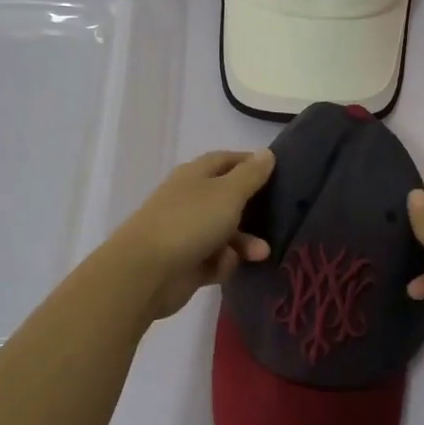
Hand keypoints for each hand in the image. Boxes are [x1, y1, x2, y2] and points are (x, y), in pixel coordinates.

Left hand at [105, 148, 275, 322]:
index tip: (277, 172)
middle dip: (253, 211)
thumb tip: (266, 153)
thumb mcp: (228, 193)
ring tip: (261, 254)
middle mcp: (190, 199)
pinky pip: (215, 259)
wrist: (146, 272)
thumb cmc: (190, 222)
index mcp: (195, 175)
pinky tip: (223, 267)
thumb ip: (250, 174)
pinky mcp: (187, 262)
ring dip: (244, 243)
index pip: (226, 160)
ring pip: (226, 233)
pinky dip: (222, 263)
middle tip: (277, 218)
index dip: (249, 163)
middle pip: (228, 199)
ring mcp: (187, 232)